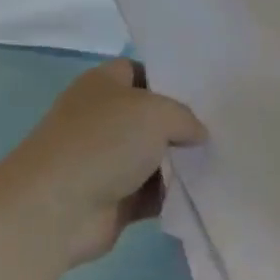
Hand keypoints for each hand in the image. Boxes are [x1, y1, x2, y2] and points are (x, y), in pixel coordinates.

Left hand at [7, 60, 205, 263]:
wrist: (57, 208)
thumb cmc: (104, 142)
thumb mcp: (157, 113)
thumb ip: (185, 117)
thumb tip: (197, 134)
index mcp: (103, 84)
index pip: (140, 71)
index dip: (170, 79)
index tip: (205, 93)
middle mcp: (102, 118)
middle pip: (151, 117)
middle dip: (182, 125)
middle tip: (222, 130)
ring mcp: (106, 160)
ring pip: (154, 157)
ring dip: (181, 164)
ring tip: (222, 162)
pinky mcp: (113, 199)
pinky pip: (152, 192)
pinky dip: (172, 195)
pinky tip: (204, 193)